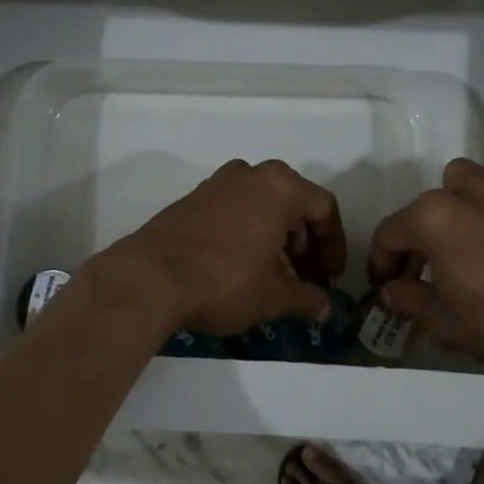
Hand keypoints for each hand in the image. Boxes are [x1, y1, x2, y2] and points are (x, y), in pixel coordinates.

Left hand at [103, 160, 345, 336]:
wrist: (149, 278)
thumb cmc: (224, 279)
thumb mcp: (273, 295)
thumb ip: (306, 298)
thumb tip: (325, 309)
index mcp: (278, 186)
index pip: (323, 208)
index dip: (334, 245)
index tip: (332, 277)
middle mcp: (250, 175)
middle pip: (293, 206)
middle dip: (305, 246)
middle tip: (307, 282)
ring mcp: (217, 185)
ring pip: (262, 209)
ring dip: (278, 243)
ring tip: (278, 282)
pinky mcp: (192, 200)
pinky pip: (235, 213)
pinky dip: (250, 237)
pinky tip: (246, 272)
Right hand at [367, 158, 483, 370]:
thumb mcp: (448, 324)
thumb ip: (410, 303)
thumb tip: (389, 291)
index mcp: (431, 218)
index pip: (389, 234)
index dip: (382, 262)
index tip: (386, 285)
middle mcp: (462, 189)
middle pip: (425, 207)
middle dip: (420, 238)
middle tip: (428, 271)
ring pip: (464, 181)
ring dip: (457, 204)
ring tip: (469, 236)